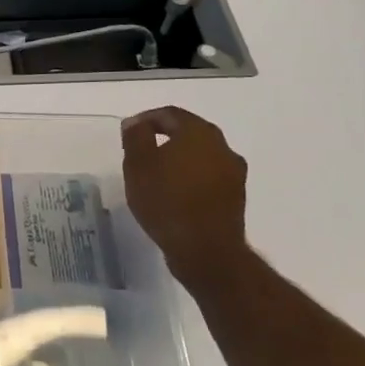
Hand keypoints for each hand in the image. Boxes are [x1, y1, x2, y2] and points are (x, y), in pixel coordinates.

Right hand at [121, 106, 249, 287]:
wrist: (206, 251)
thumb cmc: (167, 201)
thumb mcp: (138, 165)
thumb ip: (136, 137)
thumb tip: (136, 123)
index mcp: (199, 132)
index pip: (170, 114)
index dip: (146, 119)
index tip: (129, 132)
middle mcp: (222, 146)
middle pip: (189, 133)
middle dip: (165, 138)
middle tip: (142, 151)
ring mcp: (233, 173)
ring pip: (201, 156)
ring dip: (180, 160)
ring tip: (157, 175)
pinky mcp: (236, 198)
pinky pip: (208, 177)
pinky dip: (191, 179)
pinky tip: (175, 194)